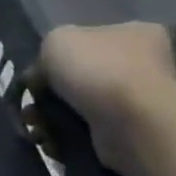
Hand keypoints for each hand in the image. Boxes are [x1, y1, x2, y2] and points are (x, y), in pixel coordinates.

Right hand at [35, 22, 175, 171]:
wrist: (133, 123)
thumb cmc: (99, 70)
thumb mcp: (57, 40)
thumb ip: (46, 52)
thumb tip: (42, 75)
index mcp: (136, 34)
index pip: (89, 40)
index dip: (57, 57)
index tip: (37, 74)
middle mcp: (144, 66)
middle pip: (81, 78)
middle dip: (48, 95)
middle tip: (30, 107)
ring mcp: (140, 103)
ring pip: (79, 109)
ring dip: (50, 119)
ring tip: (35, 127)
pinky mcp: (131, 136)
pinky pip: (87, 134)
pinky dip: (64, 138)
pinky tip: (50, 142)